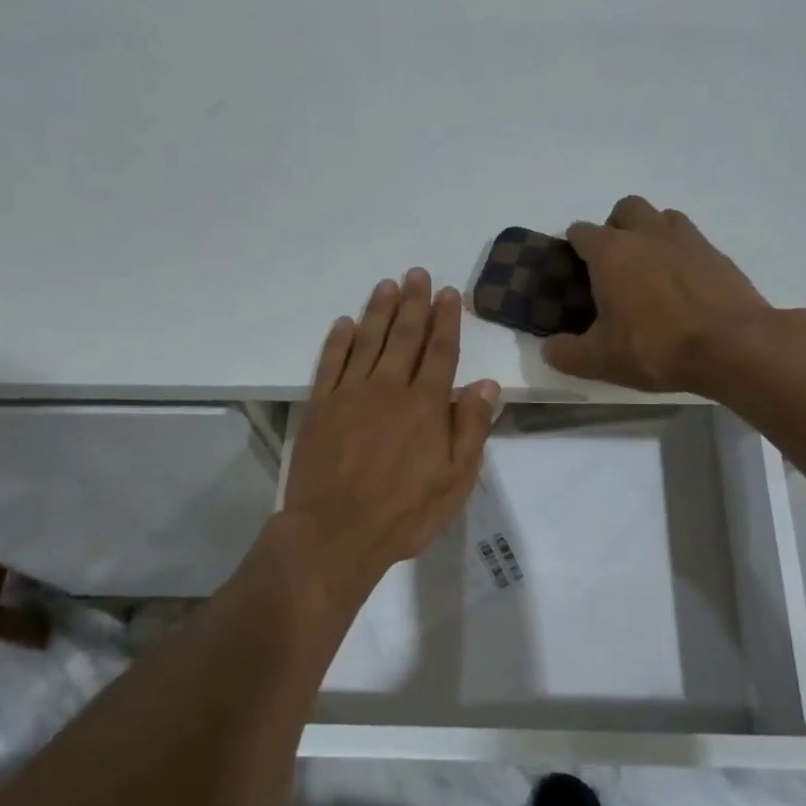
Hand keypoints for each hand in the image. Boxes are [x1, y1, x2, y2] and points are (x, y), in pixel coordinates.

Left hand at [283, 269, 500, 604]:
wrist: (335, 532)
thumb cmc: (404, 513)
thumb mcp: (455, 480)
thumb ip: (471, 428)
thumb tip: (486, 384)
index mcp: (425, 405)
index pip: (440, 352)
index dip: (446, 320)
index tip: (448, 293)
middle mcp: (388, 388)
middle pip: (404, 336)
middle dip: (413, 303)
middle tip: (416, 273)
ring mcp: (349, 394)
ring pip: (367, 341)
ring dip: (379, 311)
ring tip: (387, 284)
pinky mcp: (320, 407)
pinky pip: (330, 363)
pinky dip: (338, 340)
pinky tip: (345, 322)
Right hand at [543, 195, 773, 393]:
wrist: (733, 346)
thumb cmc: (656, 347)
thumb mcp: (601, 360)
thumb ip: (567, 353)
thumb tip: (549, 349)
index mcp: (611, 252)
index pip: (580, 232)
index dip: (574, 248)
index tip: (575, 272)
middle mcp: (646, 233)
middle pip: (625, 209)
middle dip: (616, 228)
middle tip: (616, 265)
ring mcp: (686, 238)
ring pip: (662, 217)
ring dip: (651, 234)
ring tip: (651, 270)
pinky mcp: (717, 253)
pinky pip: (691, 240)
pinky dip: (682, 254)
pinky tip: (684, 285)